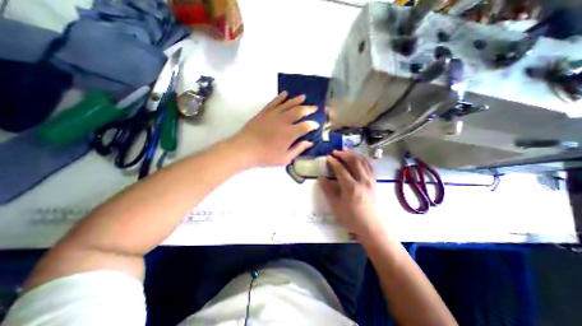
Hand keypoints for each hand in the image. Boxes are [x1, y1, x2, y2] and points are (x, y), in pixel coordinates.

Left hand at [229, 92, 317, 166]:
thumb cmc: (265, 156)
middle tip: (314, 108)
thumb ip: (298, 149)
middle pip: (299, 111)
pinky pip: (274, 102)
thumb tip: (309, 143)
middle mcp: (284, 121)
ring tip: (304, 97)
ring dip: (297, 100)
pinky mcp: (264, 112)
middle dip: (309, 109)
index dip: (313, 124)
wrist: (245, 149)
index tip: (316, 125)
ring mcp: (274, 114)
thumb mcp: (284, 158)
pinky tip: (285, 94)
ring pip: (288, 104)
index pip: (306, 126)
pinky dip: (281, 97)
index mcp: (290, 133)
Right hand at [318, 150, 381, 238]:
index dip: (333, 161)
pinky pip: (369, 167)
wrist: (370, 226)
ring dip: (353, 155)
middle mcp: (362, 180)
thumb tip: (321, 178)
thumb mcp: (336, 205)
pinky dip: (361, 160)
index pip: (341, 169)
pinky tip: (357, 160)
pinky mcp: (374, 182)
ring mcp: (370, 181)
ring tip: (345, 153)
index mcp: (351, 187)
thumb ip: (328, 190)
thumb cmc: (351, 217)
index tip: (327, 157)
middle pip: (354, 161)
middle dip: (344, 154)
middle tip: (335, 152)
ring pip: (363, 162)